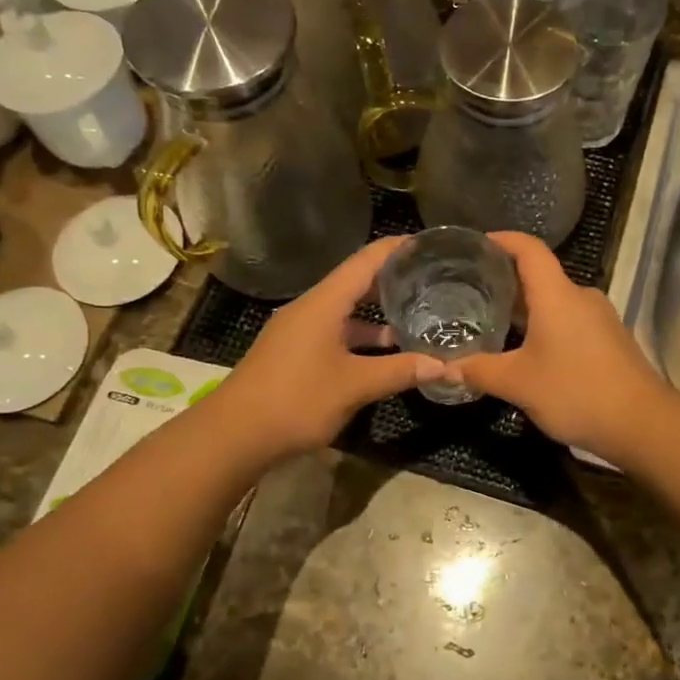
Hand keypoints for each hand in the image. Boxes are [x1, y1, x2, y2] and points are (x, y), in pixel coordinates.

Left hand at [207, 238, 443, 464]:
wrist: (234, 435)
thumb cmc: (296, 399)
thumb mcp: (355, 385)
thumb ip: (400, 372)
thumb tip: (445, 367)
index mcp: (324, 303)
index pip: (366, 261)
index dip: (397, 249)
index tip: (428, 244)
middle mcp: (310, 308)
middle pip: (356, 283)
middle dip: (392, 281)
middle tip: (432, 282)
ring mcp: (299, 331)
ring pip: (345, 312)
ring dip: (377, 315)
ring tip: (416, 318)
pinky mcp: (294, 353)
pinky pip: (335, 333)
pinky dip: (360, 337)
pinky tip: (383, 354)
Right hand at [446, 231, 669, 458]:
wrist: (642, 423)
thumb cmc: (576, 392)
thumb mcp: (519, 383)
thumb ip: (480, 371)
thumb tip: (445, 367)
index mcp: (557, 295)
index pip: (529, 249)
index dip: (503, 240)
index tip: (478, 244)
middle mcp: (580, 297)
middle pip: (540, 276)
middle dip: (506, 280)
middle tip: (471, 291)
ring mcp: (599, 318)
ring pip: (556, 301)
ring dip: (526, 308)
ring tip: (493, 321)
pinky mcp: (610, 339)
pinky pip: (570, 320)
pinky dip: (545, 325)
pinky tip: (527, 349)